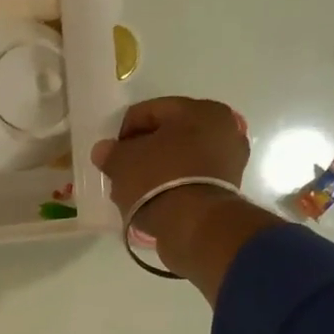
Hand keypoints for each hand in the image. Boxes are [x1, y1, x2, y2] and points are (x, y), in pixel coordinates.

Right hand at [91, 97, 251, 276]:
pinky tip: (153, 199)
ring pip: (181, 157)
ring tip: (135, 189)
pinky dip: (172, 184)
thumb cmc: (157, 180)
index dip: (123, 131)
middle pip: (169, 134)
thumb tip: (104, 150)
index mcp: (199, 109)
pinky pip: (191, 178)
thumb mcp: (122, 163)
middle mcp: (222, 127)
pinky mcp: (228, 187)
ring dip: (157, 169)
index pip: (149, 111)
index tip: (111, 154)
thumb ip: (111, 152)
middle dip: (143, 150)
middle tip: (122, 170)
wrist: (194, 224)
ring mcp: (229, 159)